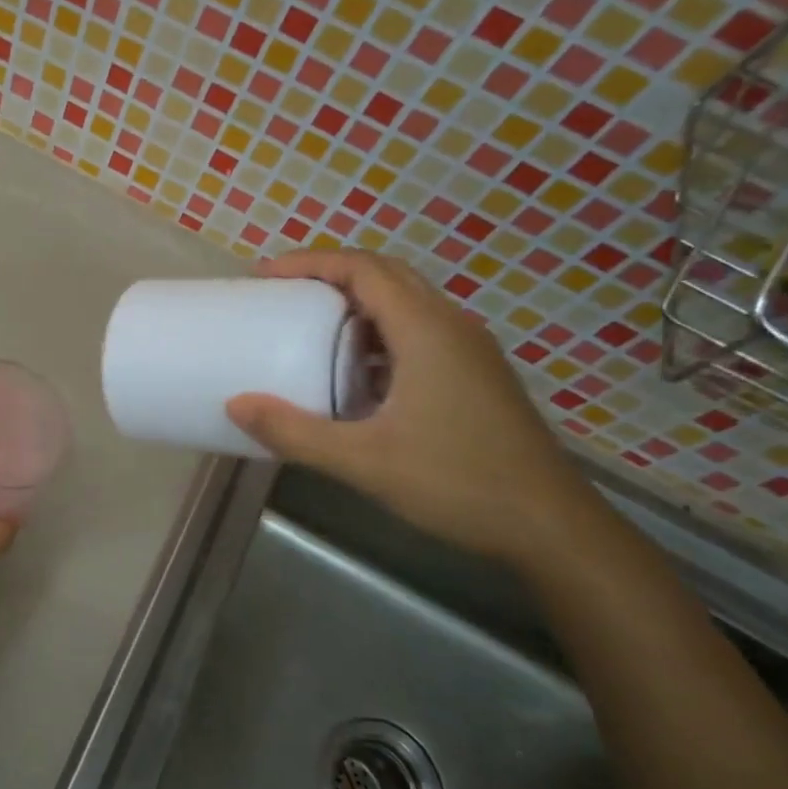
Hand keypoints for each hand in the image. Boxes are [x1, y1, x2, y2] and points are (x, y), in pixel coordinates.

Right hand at [226, 250, 595, 567]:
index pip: (363, 269)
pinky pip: (419, 333)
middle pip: (386, 276)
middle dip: (331, 275)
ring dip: (357, 304)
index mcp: (426, 331)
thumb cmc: (457, 482)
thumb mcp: (363, 461)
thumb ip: (294, 432)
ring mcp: (470, 350)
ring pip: (406, 304)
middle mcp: (451, 327)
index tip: (266, 275)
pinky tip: (357, 374)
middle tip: (283, 293)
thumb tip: (236, 405)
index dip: (311, 263)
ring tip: (311, 326)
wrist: (550, 525)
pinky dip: (379, 335)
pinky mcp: (476, 375)